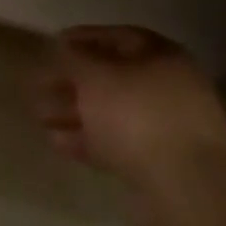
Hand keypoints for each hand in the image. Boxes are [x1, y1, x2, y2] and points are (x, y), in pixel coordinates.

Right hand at [33, 26, 225, 224]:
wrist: (187, 188)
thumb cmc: (138, 116)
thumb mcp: (98, 78)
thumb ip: (75, 59)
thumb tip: (62, 46)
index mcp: (162, 57)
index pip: (120, 37)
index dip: (85, 38)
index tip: (52, 45)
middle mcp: (168, 88)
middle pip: (114, 78)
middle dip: (74, 82)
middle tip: (38, 86)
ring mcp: (165, 128)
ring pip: (112, 113)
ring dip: (75, 112)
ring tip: (39, 117)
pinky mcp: (157, 164)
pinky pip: (116, 143)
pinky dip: (87, 140)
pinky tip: (57, 143)